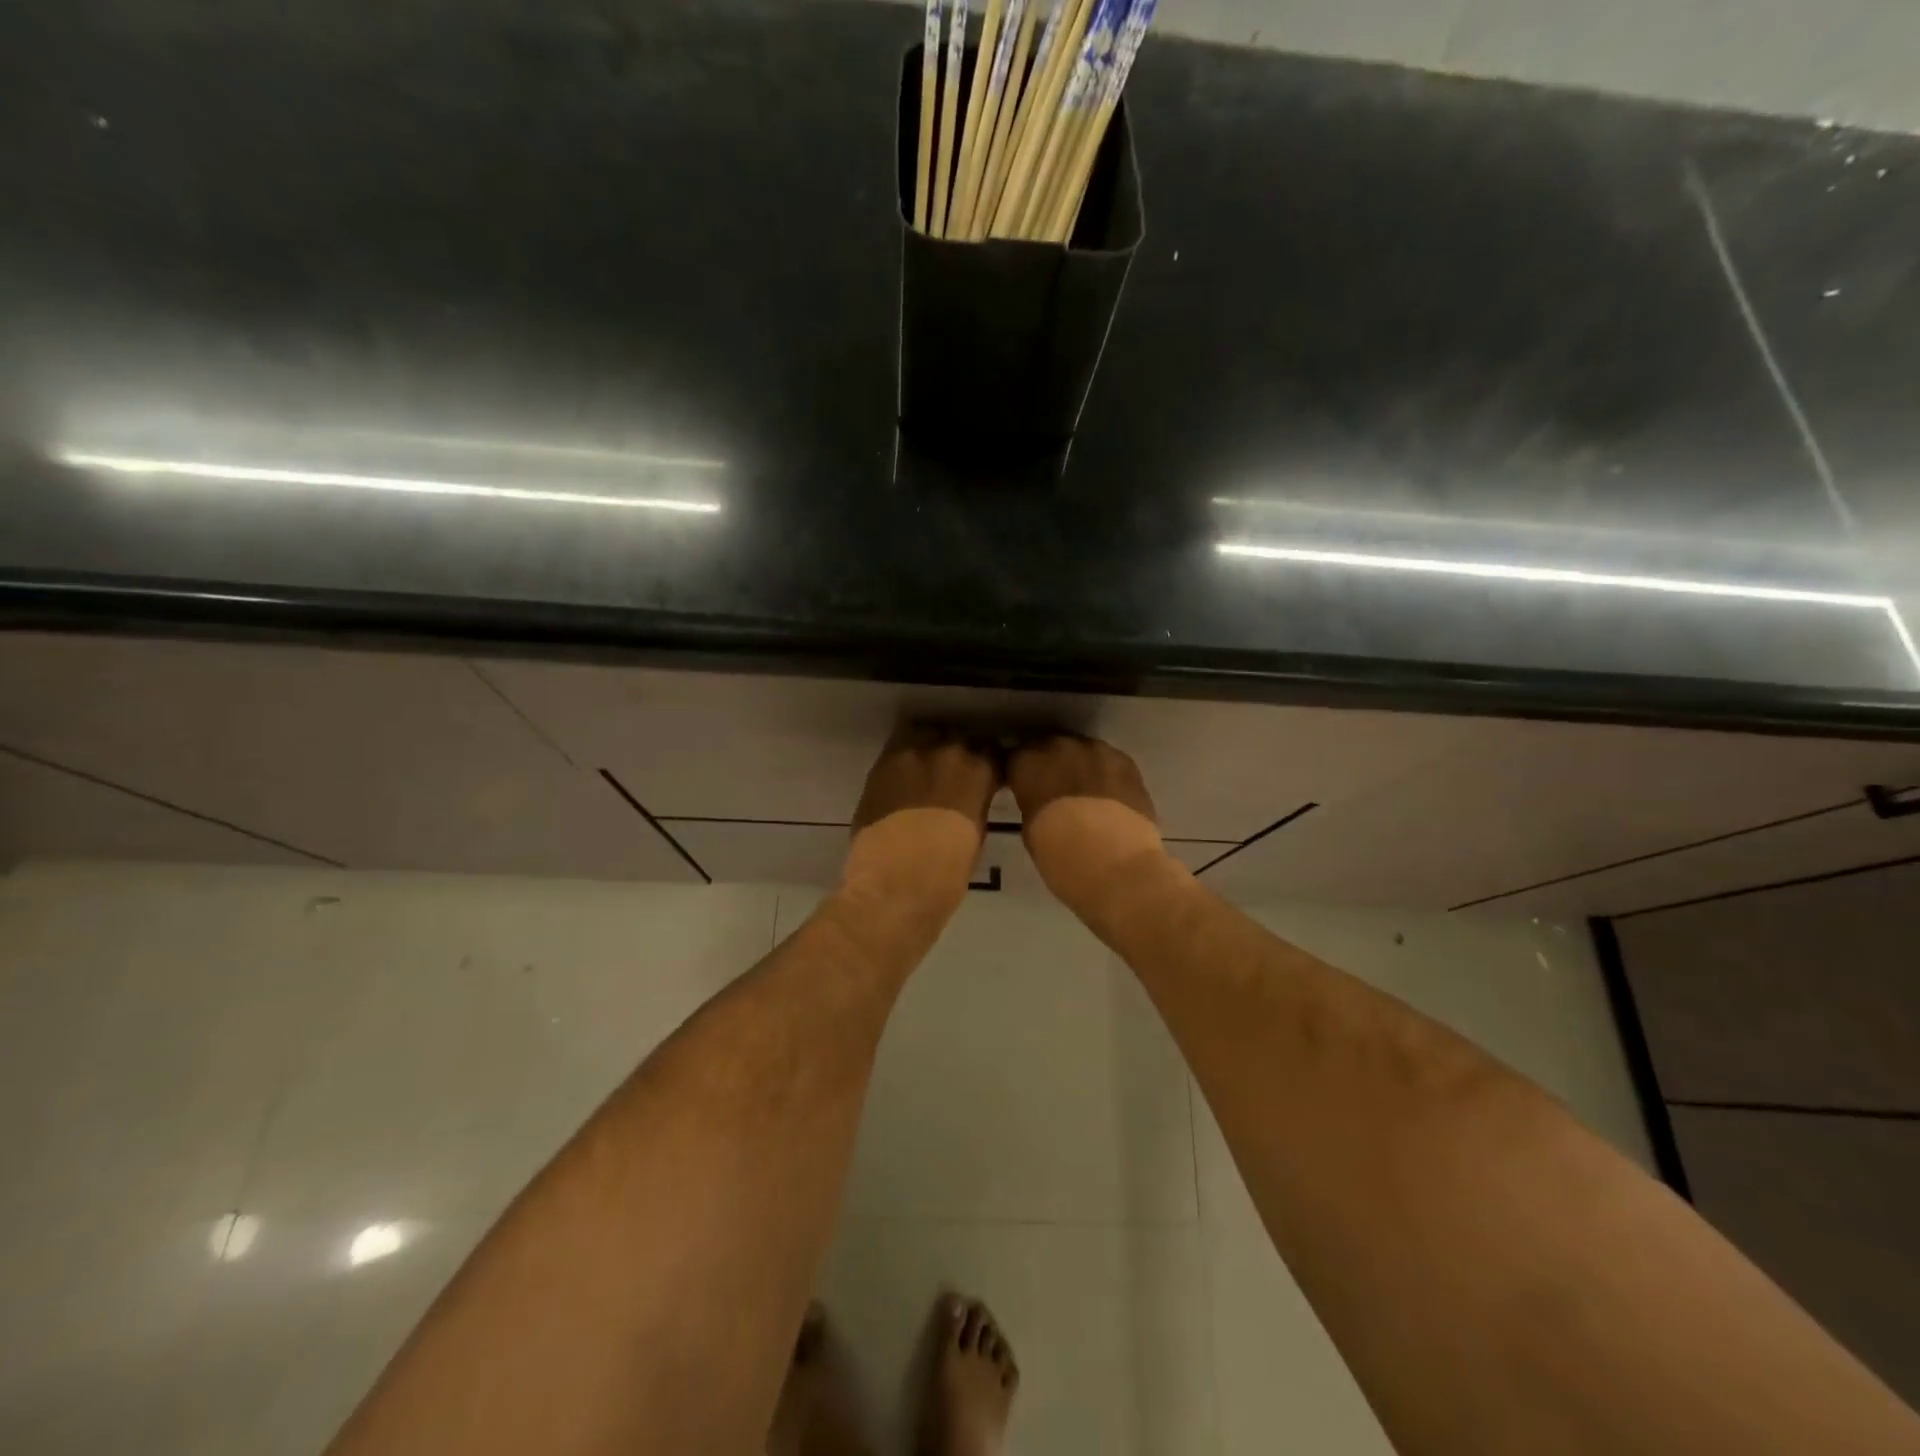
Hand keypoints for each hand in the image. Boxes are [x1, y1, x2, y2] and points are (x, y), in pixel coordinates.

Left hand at [843, 725, 996, 914]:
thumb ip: (976, 803)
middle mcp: (947, 751)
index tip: (986, 775)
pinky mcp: (880, 765)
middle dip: (958, 752)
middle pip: (957, 738)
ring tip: (926, 768)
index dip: (988, 763)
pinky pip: (897, 748)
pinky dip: (903, 757)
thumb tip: (971, 796)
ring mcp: (910, 754)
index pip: (991, 752)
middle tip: (954, 773)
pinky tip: (904, 775)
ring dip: (929, 747)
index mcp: (979, 771)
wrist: (893, 886)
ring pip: (924, 734)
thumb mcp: (976, 834)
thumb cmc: (947, 874)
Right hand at [1007, 734, 1174, 922]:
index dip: (1018, 772)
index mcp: (1028, 763)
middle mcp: (1061, 747)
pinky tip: (1107, 795)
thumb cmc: (1062, 859)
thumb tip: (1038, 797)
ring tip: (1082, 791)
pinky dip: (1104, 773)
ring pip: (1081, 750)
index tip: (1020, 786)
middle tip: (1051, 788)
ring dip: (1078, 765)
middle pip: (1048, 746)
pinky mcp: (1127, 762)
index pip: (1014, 756)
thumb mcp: (1030, 830)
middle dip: (1048, 763)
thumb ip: (1031, 801)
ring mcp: (1097, 751)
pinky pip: (1108, 761)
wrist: (1119, 869)